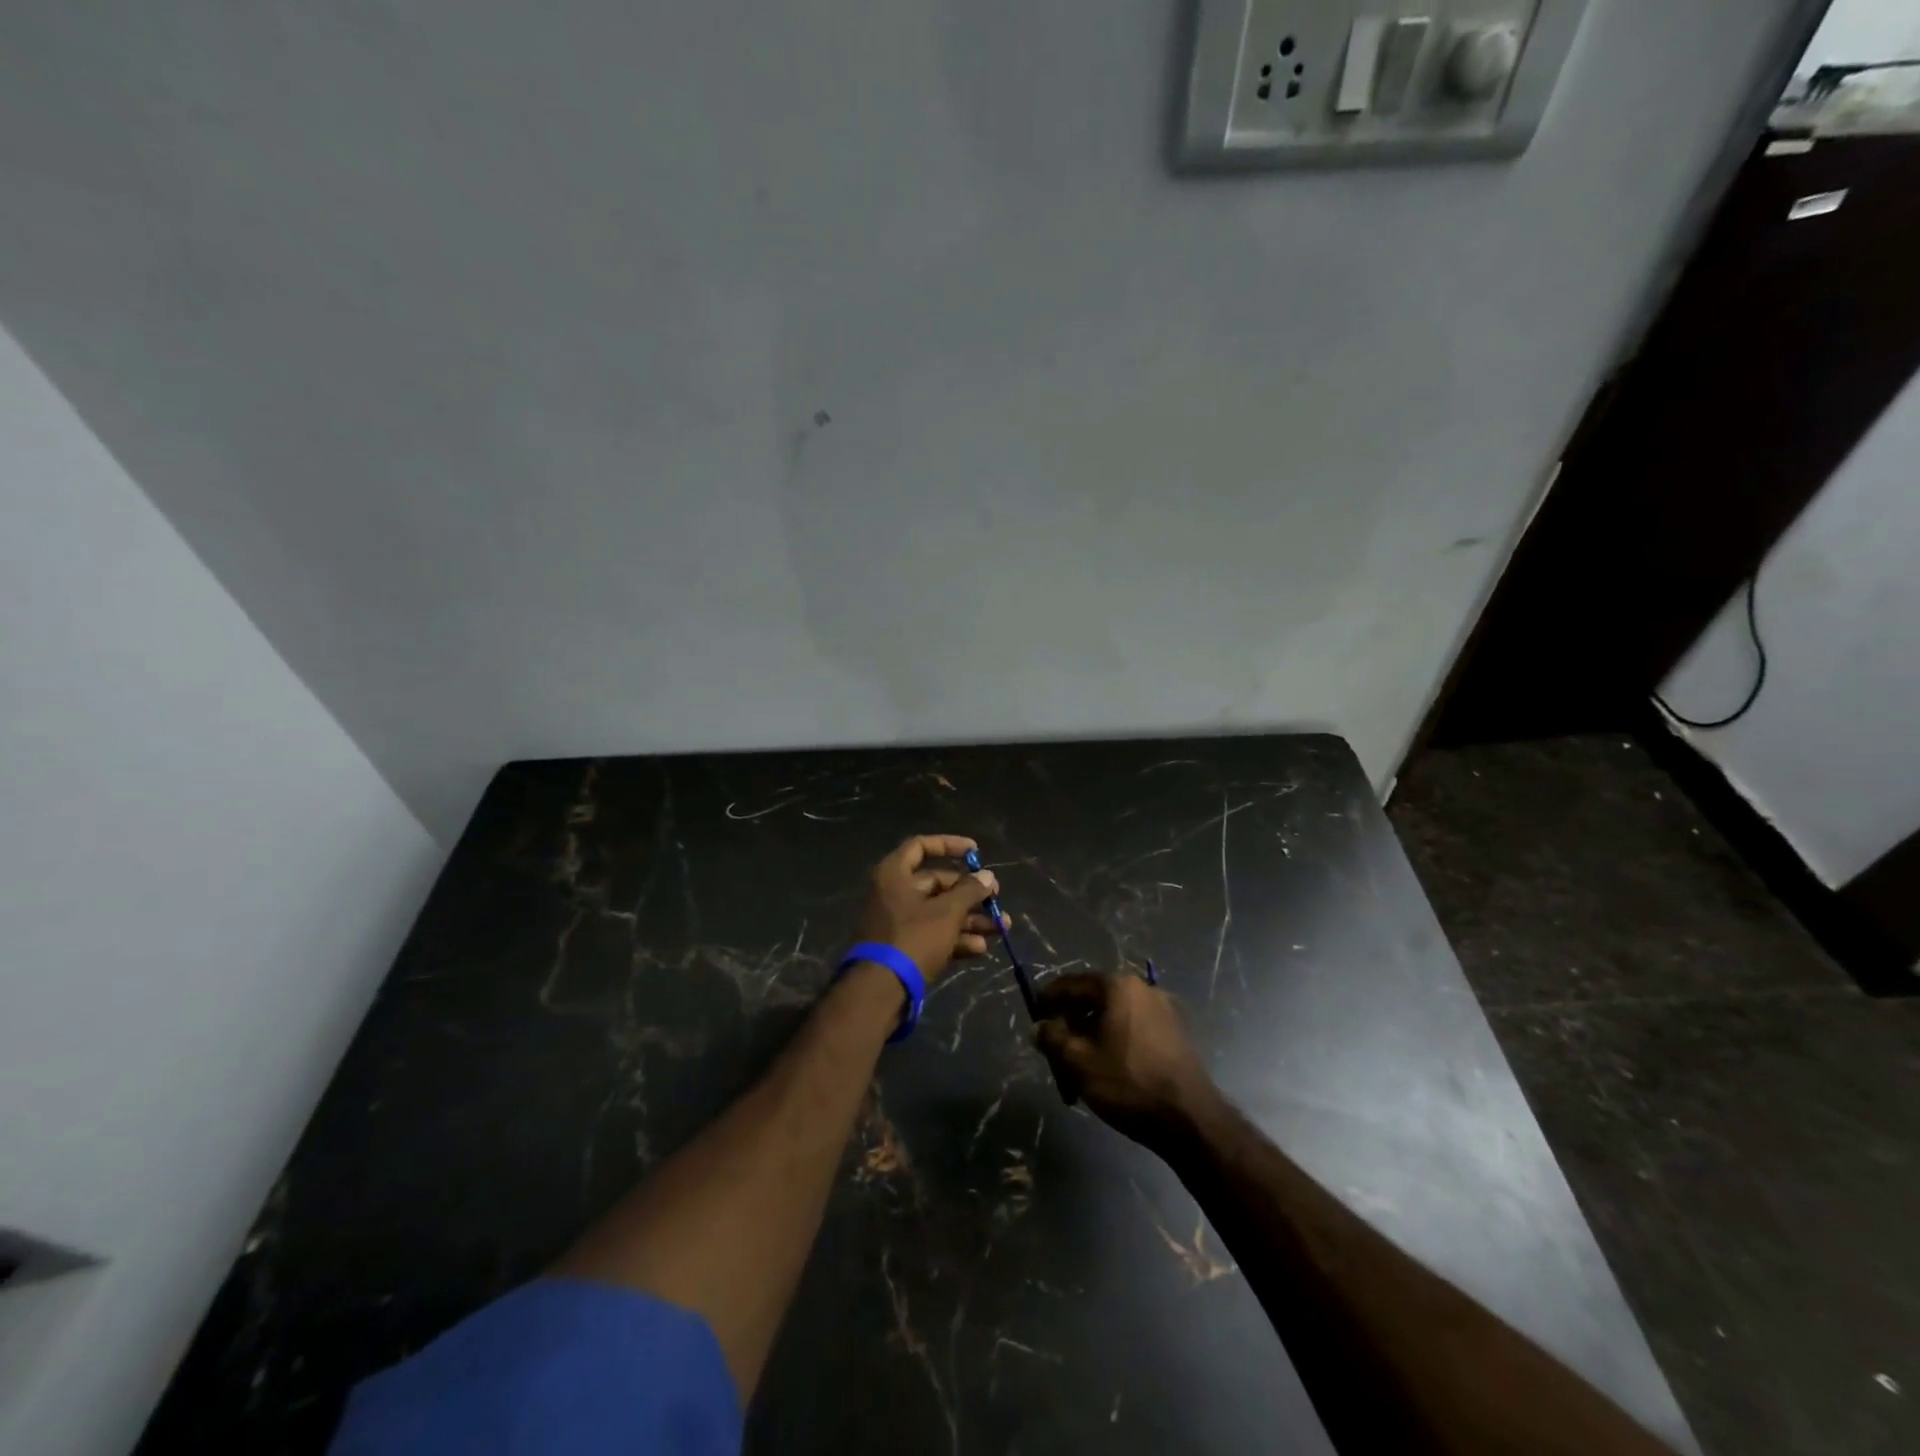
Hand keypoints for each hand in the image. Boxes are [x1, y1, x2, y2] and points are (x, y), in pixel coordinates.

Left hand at [853, 835, 1005, 986]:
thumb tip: (988, 876)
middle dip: (970, 894)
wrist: (880, 990)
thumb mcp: (947, 912)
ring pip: (939, 912)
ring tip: (1001, 928)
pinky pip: (933, 935)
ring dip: (970, 919)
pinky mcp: (903, 948)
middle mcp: (893, 893)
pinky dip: (955, 939)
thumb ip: (970, 891)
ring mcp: (897, 922)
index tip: (976, 852)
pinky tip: (980, 949)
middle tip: (996, 900)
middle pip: (936, 884)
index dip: (949, 845)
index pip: (921, 846)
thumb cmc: (913, 938)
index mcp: (894, 874)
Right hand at [1034, 974, 1218, 1150]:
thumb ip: (1052, 1037)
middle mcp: (1142, 989)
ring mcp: (1164, 1010)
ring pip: (1114, 1018)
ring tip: (1079, 1068)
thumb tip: (1040, 1027)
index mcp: (1118, 987)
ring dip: (1092, 1037)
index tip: (1034, 1015)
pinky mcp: (1176, 1034)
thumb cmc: (1128, 1083)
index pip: (1072, 983)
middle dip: (1071, 1024)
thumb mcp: (1078, 1061)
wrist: (1190, 1119)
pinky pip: (1133, 1030)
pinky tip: (1108, 1071)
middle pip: (1094, 1000)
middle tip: (1055, 1049)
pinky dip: (1115, 1043)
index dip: (1048, 998)